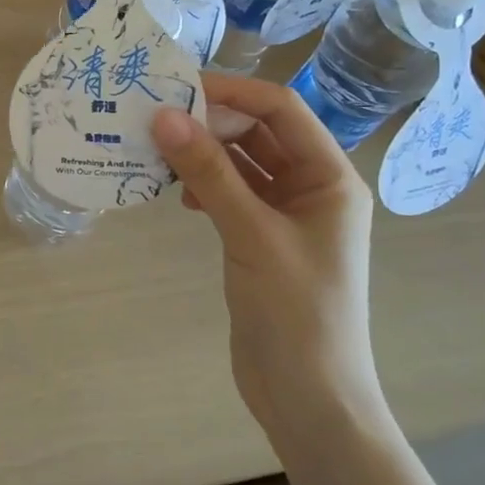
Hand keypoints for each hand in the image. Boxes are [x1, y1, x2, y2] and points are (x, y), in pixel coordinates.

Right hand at [151, 74, 378, 442]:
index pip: (281, 110)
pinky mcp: (260, 239)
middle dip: (210, 123)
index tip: (177, 85)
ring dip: (202, 155)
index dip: (232, 91)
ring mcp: (285, 215)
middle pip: (258, 133)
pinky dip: (203, 186)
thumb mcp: (251, 234)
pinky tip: (177, 196)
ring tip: (156, 154)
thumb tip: (164, 116)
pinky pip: (229, 194)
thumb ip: (208, 172)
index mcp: (330, 177)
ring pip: (239, 164)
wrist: (308, 398)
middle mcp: (311, 188)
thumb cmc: (296, 312)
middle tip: (154, 121)